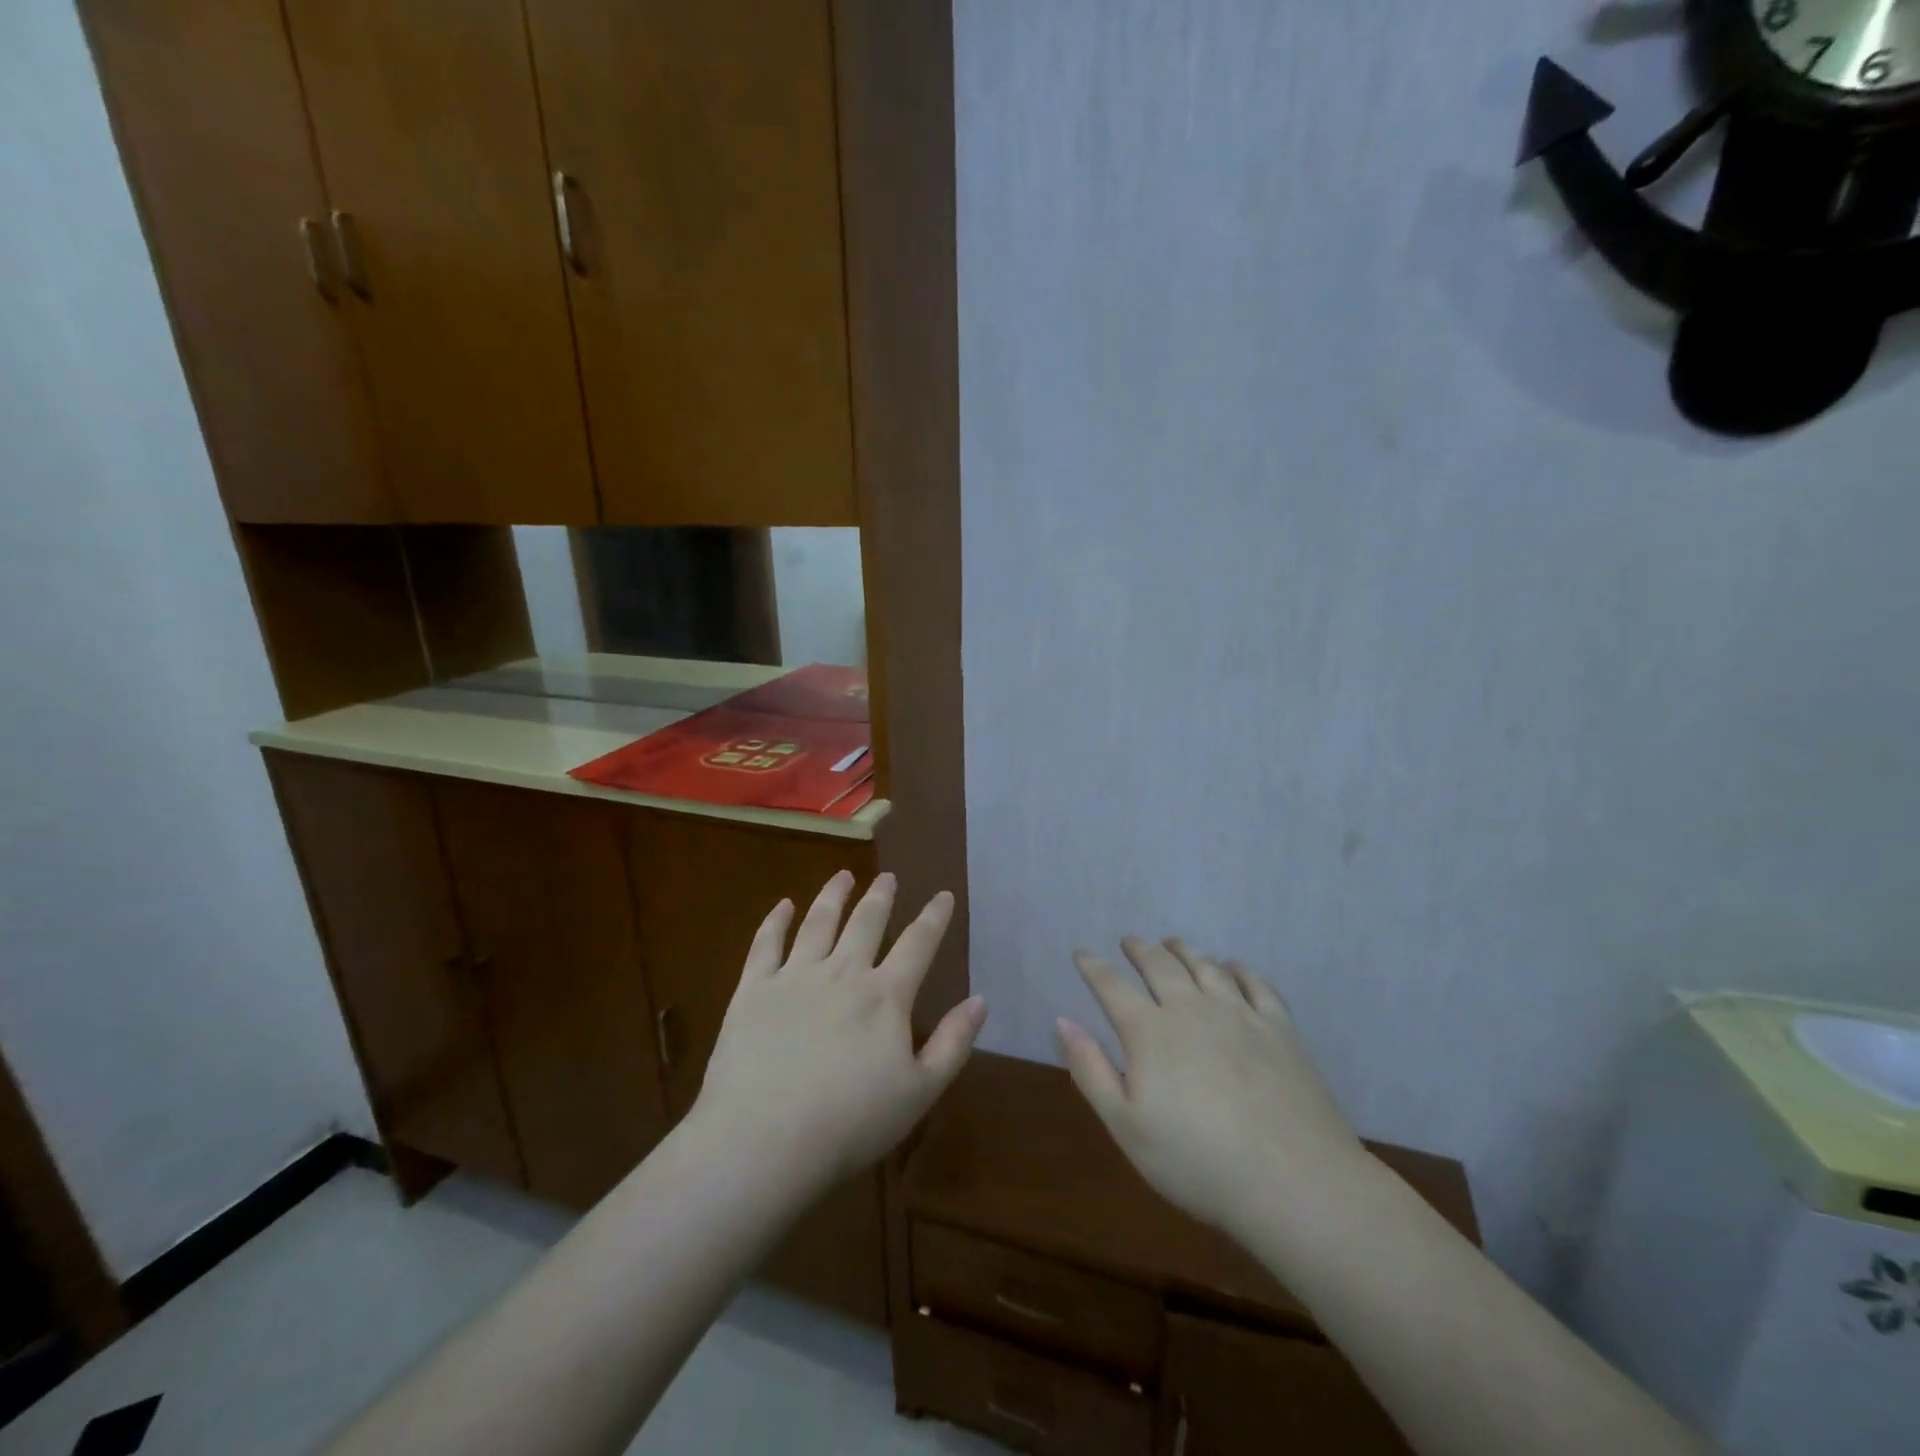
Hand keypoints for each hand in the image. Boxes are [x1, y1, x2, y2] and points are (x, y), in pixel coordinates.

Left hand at [693, 871, 986, 1191]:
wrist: (764, 1140)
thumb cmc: (850, 1124)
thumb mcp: (919, 1092)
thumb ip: (953, 1043)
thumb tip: (981, 1000)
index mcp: (885, 996)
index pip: (918, 944)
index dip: (934, 917)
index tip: (943, 895)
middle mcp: (843, 973)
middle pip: (866, 923)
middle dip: (881, 896)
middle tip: (888, 876)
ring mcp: (795, 977)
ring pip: (819, 922)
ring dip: (833, 895)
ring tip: (843, 875)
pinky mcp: (753, 989)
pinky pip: (766, 944)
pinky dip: (776, 921)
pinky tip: (783, 905)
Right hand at [1058, 938, 1365, 1240]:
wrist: (1295, 1183)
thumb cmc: (1198, 1163)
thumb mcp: (1127, 1127)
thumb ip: (1091, 1070)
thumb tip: (1062, 1020)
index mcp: (1150, 1032)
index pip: (1112, 986)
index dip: (1093, 967)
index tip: (1082, 954)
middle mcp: (1191, 1008)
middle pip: (1160, 965)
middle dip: (1140, 949)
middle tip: (1130, 941)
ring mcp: (1240, 1013)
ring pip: (1205, 966)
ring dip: (1184, 950)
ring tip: (1172, 943)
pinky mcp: (1280, 1028)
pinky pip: (1256, 983)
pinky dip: (1238, 969)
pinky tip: (1232, 967)